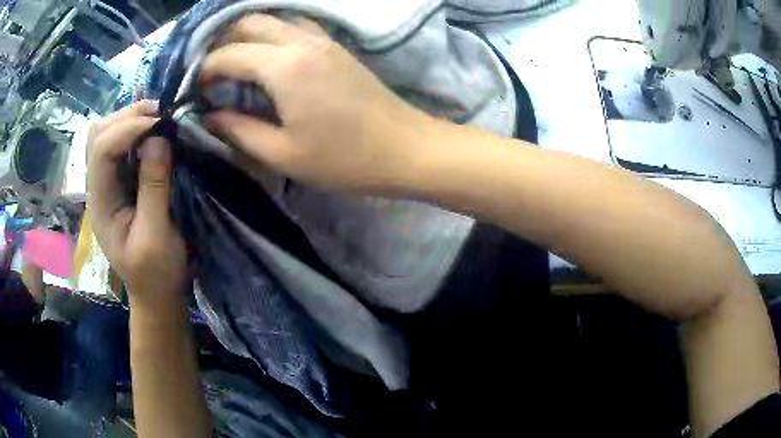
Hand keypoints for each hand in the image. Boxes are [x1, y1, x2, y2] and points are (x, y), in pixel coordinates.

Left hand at [87, 101, 186, 306]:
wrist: (157, 292)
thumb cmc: (156, 273)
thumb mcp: (156, 237)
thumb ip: (153, 189)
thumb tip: (159, 138)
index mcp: (100, 204)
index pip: (100, 151)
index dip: (127, 129)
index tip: (160, 124)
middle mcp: (99, 186)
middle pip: (98, 134)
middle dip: (127, 117)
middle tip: (161, 115)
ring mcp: (109, 182)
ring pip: (108, 133)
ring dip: (133, 119)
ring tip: (160, 120)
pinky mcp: (123, 181)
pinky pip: (124, 144)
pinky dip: (139, 130)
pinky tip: (157, 133)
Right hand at [200, 14, 437, 193]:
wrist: (406, 149)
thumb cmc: (345, 159)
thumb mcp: (283, 153)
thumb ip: (239, 131)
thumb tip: (208, 117)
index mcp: (285, 67)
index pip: (229, 54)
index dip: (205, 70)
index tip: (193, 89)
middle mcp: (302, 42)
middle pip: (251, 22)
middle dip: (222, 41)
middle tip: (209, 70)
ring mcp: (324, 40)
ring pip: (276, 19)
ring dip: (248, 33)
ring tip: (232, 60)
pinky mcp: (337, 47)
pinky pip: (297, 26)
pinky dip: (274, 33)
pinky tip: (267, 55)